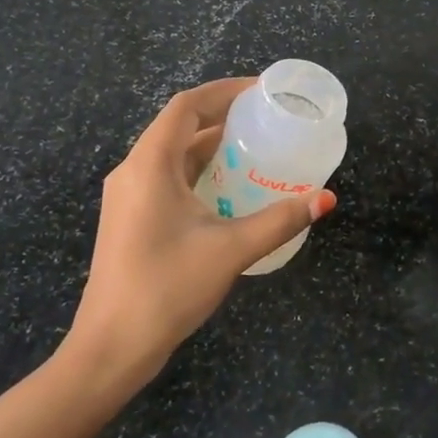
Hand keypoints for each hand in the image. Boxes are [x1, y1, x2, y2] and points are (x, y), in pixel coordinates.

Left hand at [68, 77, 337, 389]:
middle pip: (178, 127)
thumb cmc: (167, 288)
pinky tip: (227, 190)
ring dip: (209, 147)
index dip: (224, 91)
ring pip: (171, 155)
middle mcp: (132, 171)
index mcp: (149, 165)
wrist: (113, 345)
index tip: (260, 92)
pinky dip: (197, 173)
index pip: (186, 106)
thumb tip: (325, 199)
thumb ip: (279, 220)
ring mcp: (127, 196)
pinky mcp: (130, 219)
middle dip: (221, 117)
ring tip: (253, 148)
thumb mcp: (231, 250)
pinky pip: (166, 179)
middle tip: (265, 120)